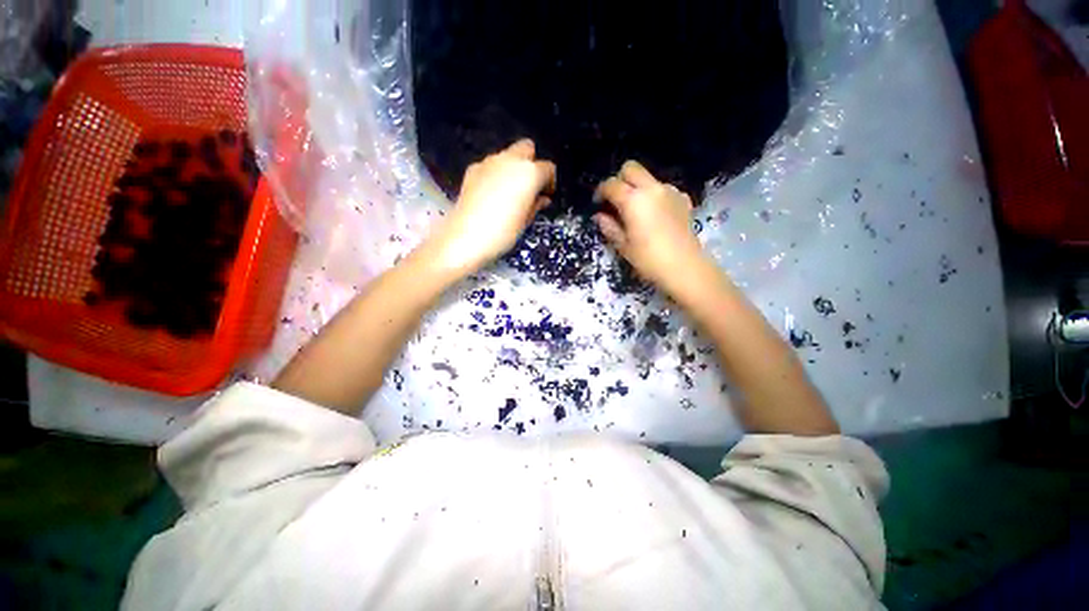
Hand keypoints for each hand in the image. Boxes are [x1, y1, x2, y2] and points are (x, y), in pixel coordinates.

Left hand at [428, 139, 555, 274]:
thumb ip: (536, 204)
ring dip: (512, 168)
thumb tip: (541, 199)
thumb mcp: (526, 221)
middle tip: (529, 187)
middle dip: (531, 163)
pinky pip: (490, 165)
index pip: (548, 168)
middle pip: (527, 148)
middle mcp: (510, 161)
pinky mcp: (473, 169)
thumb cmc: (501, 232)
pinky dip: (495, 174)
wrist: (466, 238)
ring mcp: (489, 162)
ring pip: (507, 155)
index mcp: (529, 173)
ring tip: (510, 192)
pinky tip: (492, 194)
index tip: (546, 194)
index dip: (549, 182)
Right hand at [593, 161, 709, 298]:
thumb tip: (600, 216)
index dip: (601, 192)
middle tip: (615, 200)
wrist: (685, 267)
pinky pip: (664, 189)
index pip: (611, 184)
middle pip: (631, 168)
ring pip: (648, 178)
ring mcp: (670, 191)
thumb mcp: (623, 246)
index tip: (597, 204)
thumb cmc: (648, 259)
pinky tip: (655, 214)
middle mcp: (652, 189)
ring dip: (638, 188)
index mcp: (633, 200)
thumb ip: (609, 227)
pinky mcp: (683, 199)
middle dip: (619, 180)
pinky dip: (655, 196)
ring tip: (636, 210)